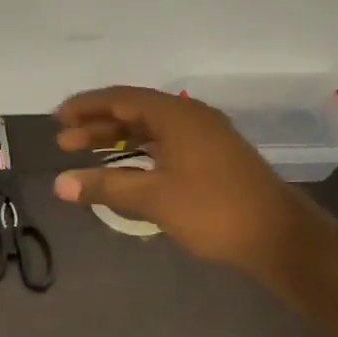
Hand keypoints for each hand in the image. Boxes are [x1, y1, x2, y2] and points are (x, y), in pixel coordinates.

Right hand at [51, 86, 331, 293]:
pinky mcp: (213, 158)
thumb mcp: (153, 198)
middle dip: (96, 124)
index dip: (86, 106)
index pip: (121, 99)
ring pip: (150, 129)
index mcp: (177, 116)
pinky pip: (165, 143)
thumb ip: (104, 186)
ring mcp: (205, 137)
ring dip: (116, 139)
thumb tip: (59, 184)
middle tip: (63, 141)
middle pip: (134, 111)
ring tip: (84, 152)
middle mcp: (191, 118)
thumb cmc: (213, 210)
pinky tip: (124, 167)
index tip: (57, 118)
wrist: (280, 237)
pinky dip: (138, 151)